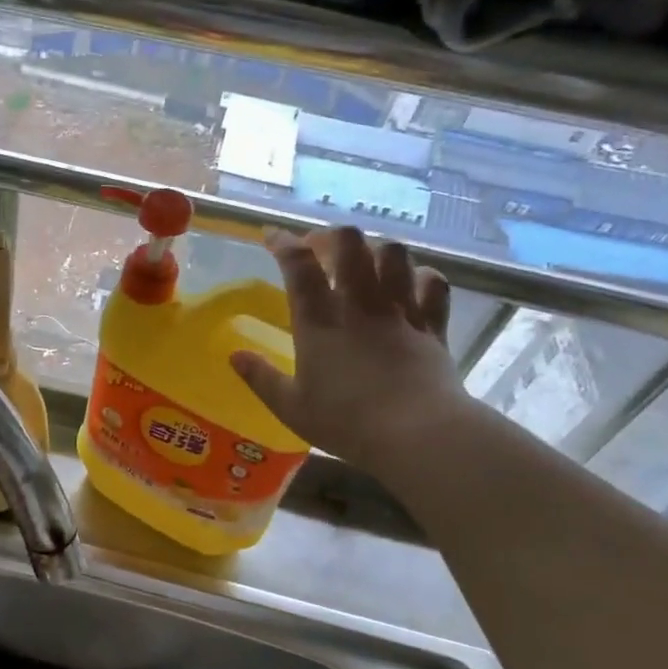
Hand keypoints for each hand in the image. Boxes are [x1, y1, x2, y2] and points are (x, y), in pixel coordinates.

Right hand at [232, 227, 471, 474]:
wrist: (417, 433)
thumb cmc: (345, 421)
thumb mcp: (290, 407)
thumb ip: (260, 378)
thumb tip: (234, 355)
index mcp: (319, 321)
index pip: (298, 264)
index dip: (283, 242)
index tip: (271, 235)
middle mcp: (360, 304)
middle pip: (350, 243)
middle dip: (331, 236)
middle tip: (319, 249)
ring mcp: (401, 310)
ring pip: (394, 253)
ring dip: (376, 249)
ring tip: (364, 262)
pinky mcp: (433, 325)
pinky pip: (433, 283)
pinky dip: (421, 276)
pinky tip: (411, 283)